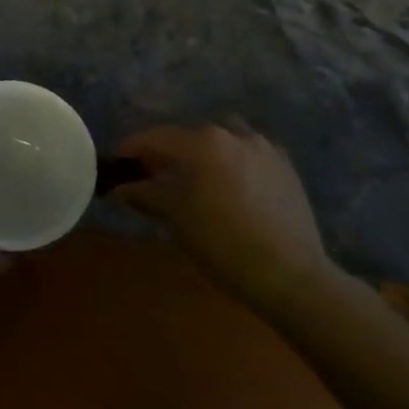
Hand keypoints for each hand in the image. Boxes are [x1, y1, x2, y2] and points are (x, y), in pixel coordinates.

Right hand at [113, 121, 335, 306]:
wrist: (289, 273)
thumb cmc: (222, 243)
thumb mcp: (176, 218)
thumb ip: (146, 195)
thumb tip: (121, 189)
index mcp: (203, 142)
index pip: (157, 138)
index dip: (133, 148)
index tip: (119, 161)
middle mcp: (234, 135)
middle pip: (190, 137)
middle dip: (170, 153)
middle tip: (155, 175)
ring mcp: (265, 149)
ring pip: (224, 141)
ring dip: (206, 154)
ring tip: (198, 179)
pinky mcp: (286, 168)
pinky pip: (251, 156)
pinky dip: (235, 164)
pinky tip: (233, 188)